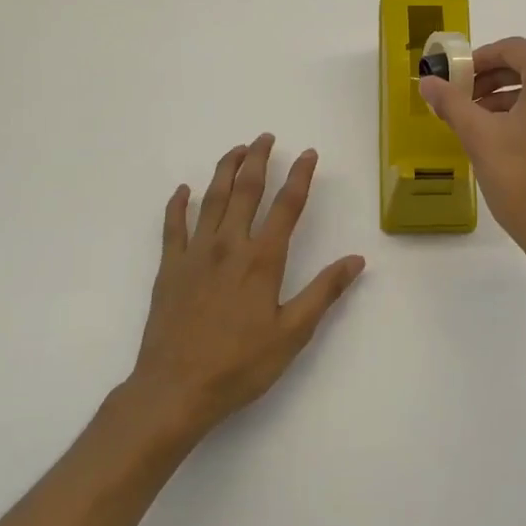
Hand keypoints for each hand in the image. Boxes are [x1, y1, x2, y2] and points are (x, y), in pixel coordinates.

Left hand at [126, 134, 364, 434]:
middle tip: (266, 137)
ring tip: (235, 150)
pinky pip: (172, 226)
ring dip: (224, 170)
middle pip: (246, 190)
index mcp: (262, 259)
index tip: (308, 153)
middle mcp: (229, 245)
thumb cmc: (240, 364)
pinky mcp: (169, 268)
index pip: (287, 206)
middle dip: (258, 159)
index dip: (300, 176)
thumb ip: (324, 292)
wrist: (176, 388)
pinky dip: (178, 204)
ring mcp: (195, 254)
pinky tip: (183, 190)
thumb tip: (356, 260)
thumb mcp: (293, 333)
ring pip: (211, 199)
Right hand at [419, 37, 525, 286]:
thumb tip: (428, 82)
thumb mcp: (481, 139)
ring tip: (482, 120)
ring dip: (514, 97)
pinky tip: (512, 135)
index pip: (511, 49)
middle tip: (464, 100)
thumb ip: (452, 103)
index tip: (454, 79)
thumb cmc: (525, 182)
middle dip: (494, 80)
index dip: (478, 61)